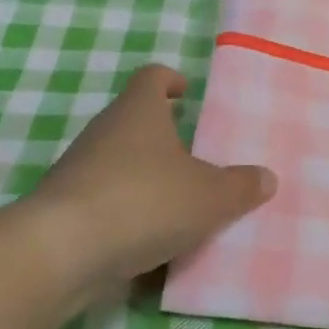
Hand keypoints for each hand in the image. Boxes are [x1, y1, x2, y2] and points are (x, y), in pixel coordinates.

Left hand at [23, 65, 274, 298]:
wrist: (61, 251)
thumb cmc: (144, 201)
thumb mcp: (208, 197)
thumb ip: (240, 187)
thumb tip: (266, 177)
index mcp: (139, 111)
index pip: (152, 77)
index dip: (170, 80)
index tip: (185, 92)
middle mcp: (105, 130)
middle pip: (134, 119)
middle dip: (162, 134)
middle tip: (194, 153)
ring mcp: (79, 168)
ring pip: (118, 161)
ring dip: (144, 176)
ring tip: (177, 201)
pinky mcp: (64, 207)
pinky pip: (104, 200)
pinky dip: (125, 212)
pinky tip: (147, 240)